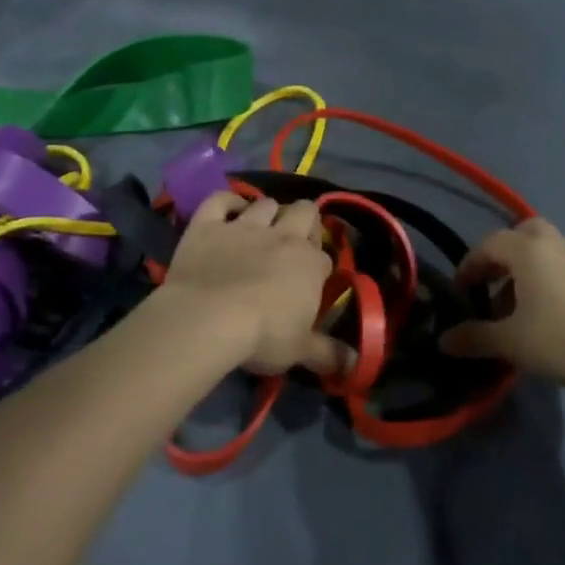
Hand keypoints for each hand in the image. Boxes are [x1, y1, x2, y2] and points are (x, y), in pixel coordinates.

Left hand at [162, 193, 347, 377]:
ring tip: (261, 228)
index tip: (311, 281)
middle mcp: (282, 236)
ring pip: (266, 203)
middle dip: (303, 220)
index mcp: (310, 264)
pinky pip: (220, 200)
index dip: (318, 266)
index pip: (323, 256)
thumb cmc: (262, 336)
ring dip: (268, 212)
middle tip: (292, 242)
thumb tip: (356, 365)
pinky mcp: (208, 224)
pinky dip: (227, 202)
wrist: (208, 319)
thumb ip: (330, 354)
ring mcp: (244, 226)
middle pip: (304, 211)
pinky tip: (229, 211)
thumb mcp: (300, 351)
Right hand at [441, 219, 564, 397]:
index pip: (489, 244)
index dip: (469, 266)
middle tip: (490, 284)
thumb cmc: (562, 338)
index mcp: (527, 250)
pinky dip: (542, 282)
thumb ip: (474, 337)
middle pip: (522, 233)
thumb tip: (443, 340)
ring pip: (542, 252)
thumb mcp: (511, 342)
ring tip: (512, 310)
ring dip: (522, 272)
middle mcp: (552, 245)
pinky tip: (541, 317)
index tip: (461, 291)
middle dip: (501, 255)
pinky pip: (559, 268)